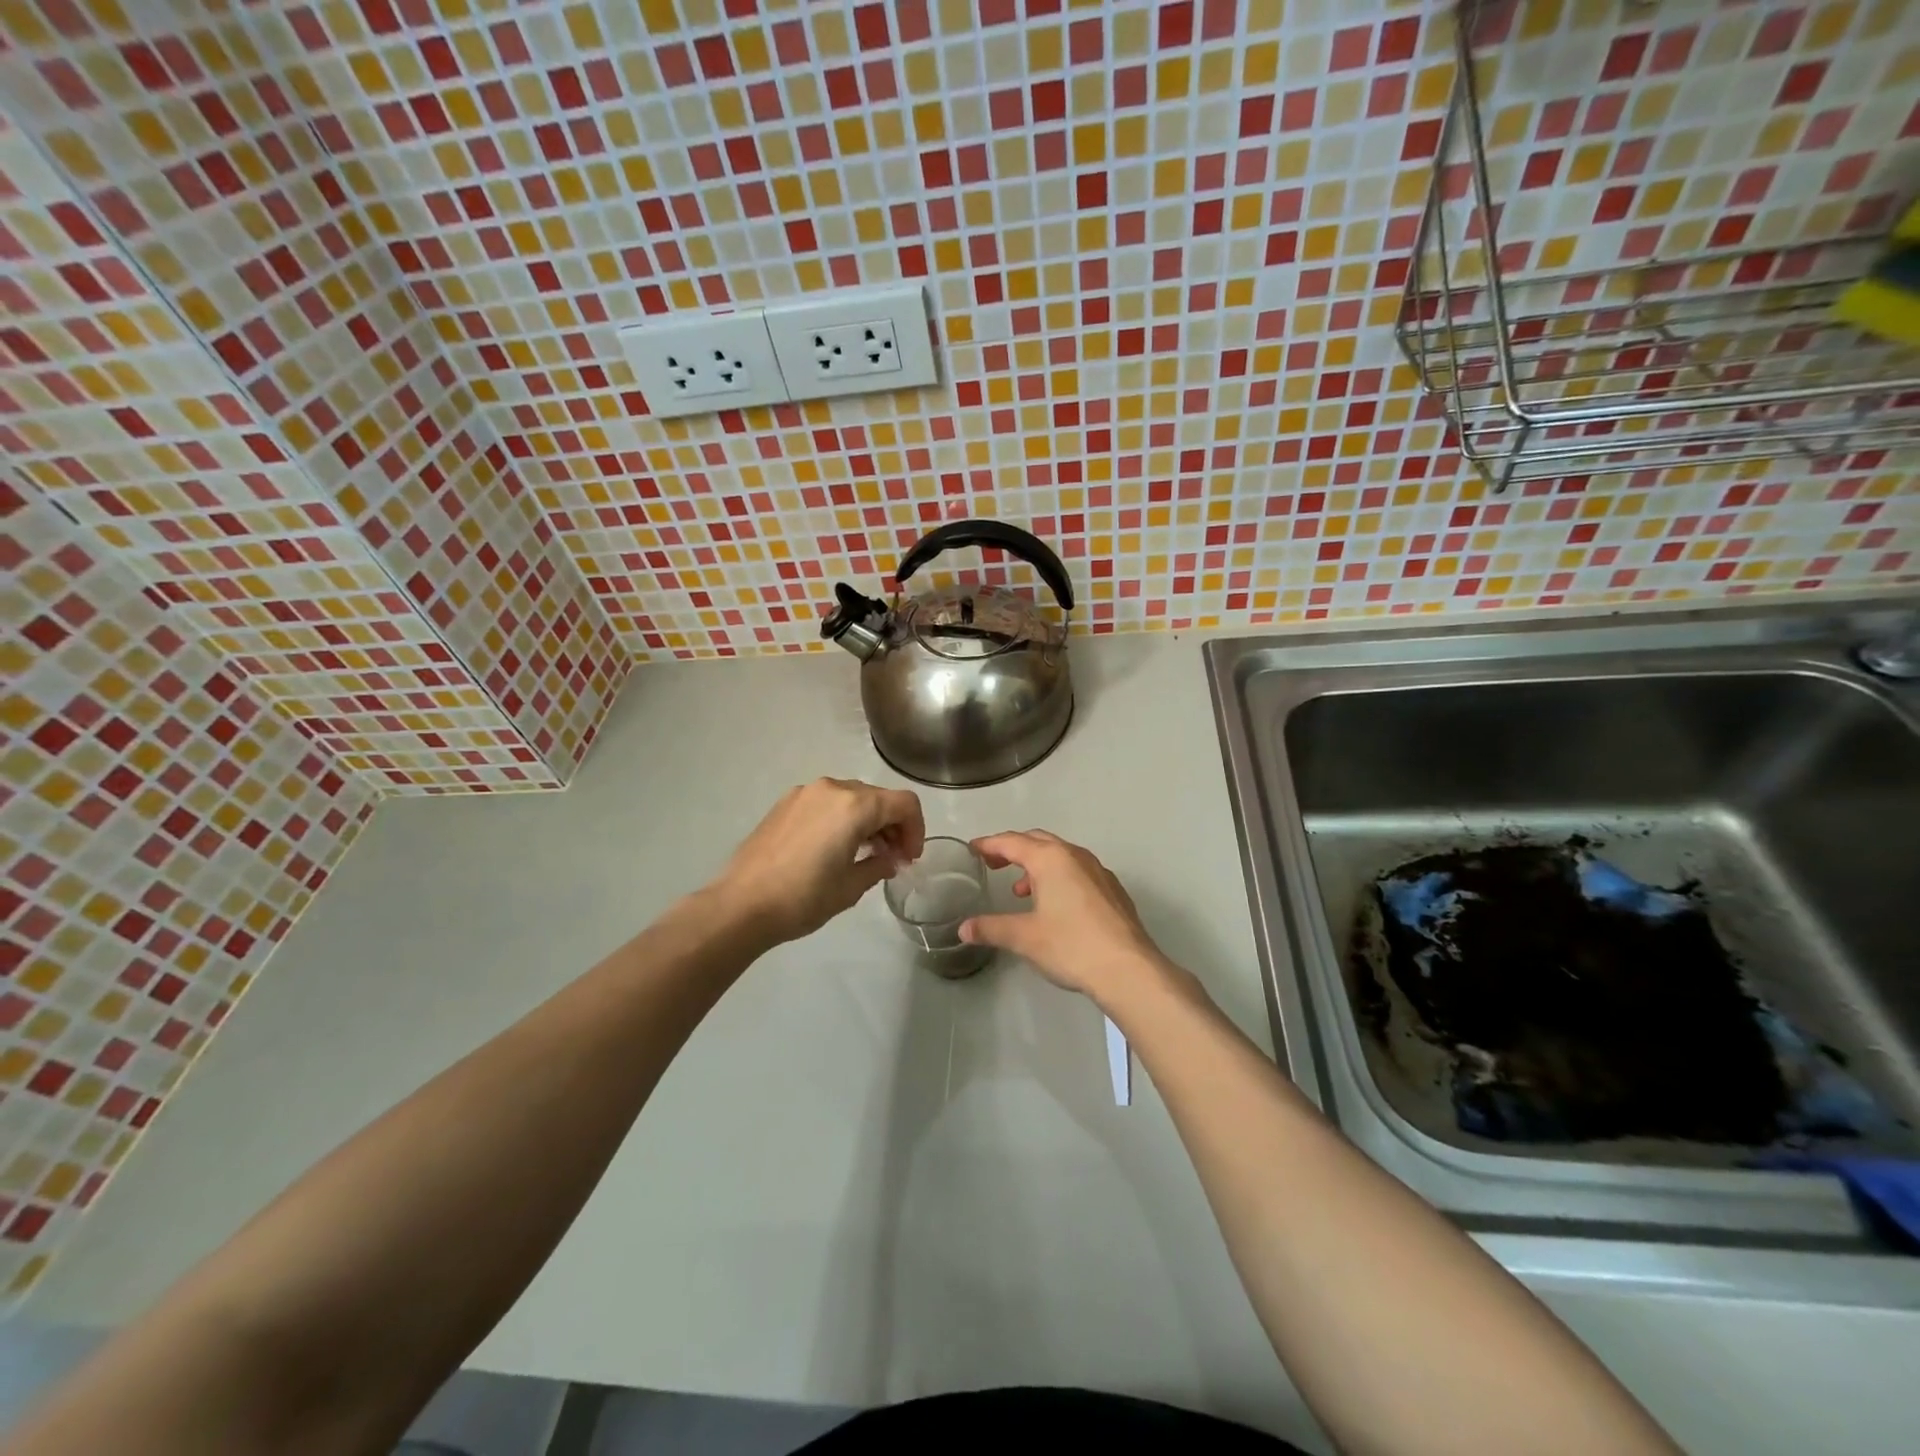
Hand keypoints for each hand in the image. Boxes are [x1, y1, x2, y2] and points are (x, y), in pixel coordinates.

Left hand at [712, 778, 925, 945]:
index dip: (916, 829)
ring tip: (865, 855)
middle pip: (879, 797)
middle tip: (892, 859)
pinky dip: (842, 819)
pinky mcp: (786, 803)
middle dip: (893, 825)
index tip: (909, 858)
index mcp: (855, 805)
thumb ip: (878, 866)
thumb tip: (888, 859)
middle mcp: (832, 788)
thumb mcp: (851, 887)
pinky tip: (834, 848)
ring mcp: (805, 793)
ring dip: (868, 821)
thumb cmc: (803, 898)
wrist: (740, 905)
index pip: (904, 803)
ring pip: (852, 798)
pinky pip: (827, 803)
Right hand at [959, 830, 1166, 1004]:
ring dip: (1037, 865)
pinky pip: (1078, 871)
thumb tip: (964, 929)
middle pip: (1037, 841)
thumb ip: (991, 928)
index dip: (989, 844)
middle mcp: (1075, 856)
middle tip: (993, 864)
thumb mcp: (1024, 937)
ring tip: (1021, 891)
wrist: (1128, 969)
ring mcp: (1098, 871)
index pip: (1012, 842)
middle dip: (1013, 849)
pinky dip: (1059, 877)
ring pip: (1061, 856)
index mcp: (1050, 859)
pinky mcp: (1113, 890)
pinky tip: (1056, 905)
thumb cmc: (1071, 946)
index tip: (973, 849)